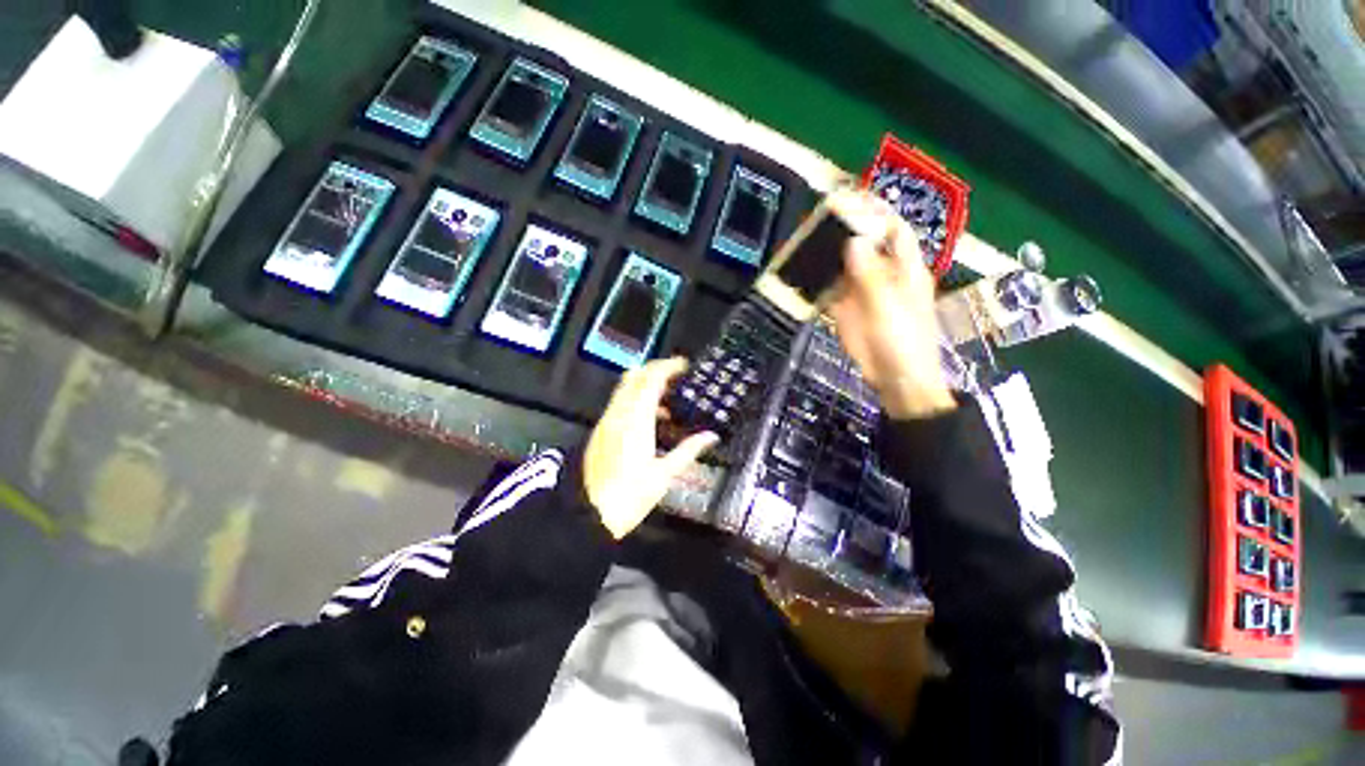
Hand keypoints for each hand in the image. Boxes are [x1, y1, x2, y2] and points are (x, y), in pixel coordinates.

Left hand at [583, 358, 718, 538]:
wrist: (592, 514)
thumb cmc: (630, 495)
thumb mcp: (665, 474)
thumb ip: (689, 450)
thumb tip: (711, 436)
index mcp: (636, 420)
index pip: (650, 379)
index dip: (668, 367)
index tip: (684, 366)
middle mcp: (618, 414)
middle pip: (634, 376)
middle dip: (655, 370)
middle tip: (676, 377)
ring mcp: (607, 421)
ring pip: (625, 388)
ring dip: (646, 385)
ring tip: (668, 401)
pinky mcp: (601, 431)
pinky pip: (620, 403)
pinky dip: (636, 400)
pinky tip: (652, 420)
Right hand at [827, 194, 955, 419]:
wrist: (895, 378)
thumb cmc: (903, 339)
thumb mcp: (889, 304)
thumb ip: (870, 273)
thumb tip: (854, 242)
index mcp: (905, 269)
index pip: (895, 231)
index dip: (878, 213)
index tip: (855, 199)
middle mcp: (884, 275)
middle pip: (865, 246)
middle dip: (846, 230)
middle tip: (820, 217)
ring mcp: (863, 293)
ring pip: (844, 267)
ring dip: (827, 255)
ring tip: (805, 240)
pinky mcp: (846, 311)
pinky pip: (831, 290)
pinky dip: (818, 281)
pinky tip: (803, 272)